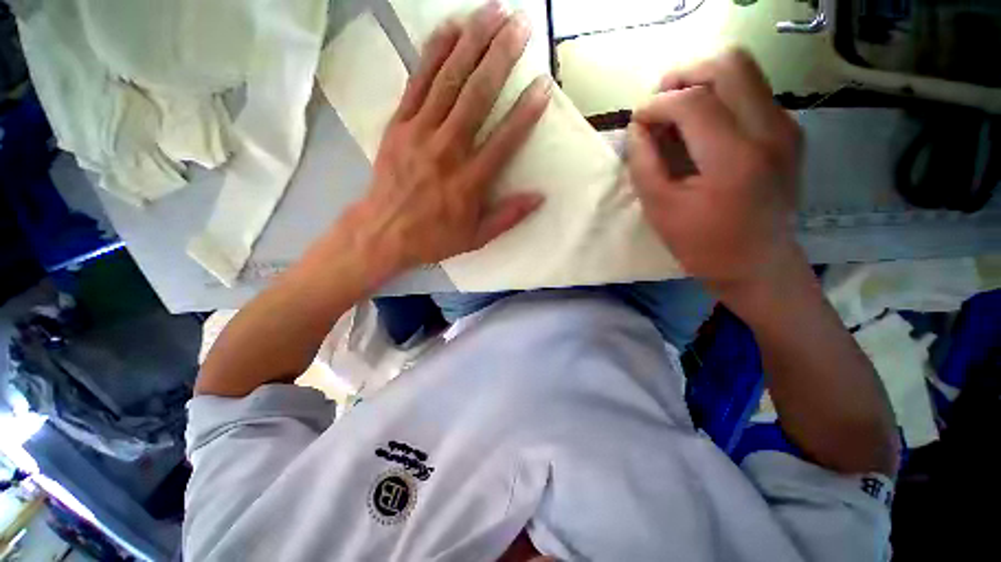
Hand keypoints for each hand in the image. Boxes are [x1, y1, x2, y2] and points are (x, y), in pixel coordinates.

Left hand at [343, 3, 551, 281]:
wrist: (383, 232)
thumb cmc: (433, 237)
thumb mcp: (476, 237)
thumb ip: (508, 217)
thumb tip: (540, 197)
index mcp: (469, 182)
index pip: (504, 140)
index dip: (525, 112)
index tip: (543, 85)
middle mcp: (447, 151)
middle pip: (477, 97)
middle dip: (501, 57)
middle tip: (521, 25)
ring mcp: (420, 132)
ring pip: (449, 80)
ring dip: (472, 43)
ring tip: (493, 13)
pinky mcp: (399, 124)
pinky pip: (418, 82)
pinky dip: (435, 52)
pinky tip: (451, 28)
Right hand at [628, 49, 802, 294]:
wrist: (758, 266)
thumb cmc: (704, 245)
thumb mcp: (660, 209)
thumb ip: (644, 163)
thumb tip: (637, 127)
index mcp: (735, 158)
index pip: (693, 101)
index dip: (657, 104)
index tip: (637, 121)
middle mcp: (770, 131)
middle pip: (730, 64)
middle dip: (686, 74)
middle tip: (660, 101)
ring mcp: (786, 128)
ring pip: (744, 72)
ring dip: (703, 83)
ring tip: (676, 114)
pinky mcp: (788, 133)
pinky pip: (752, 94)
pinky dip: (720, 98)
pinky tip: (701, 128)